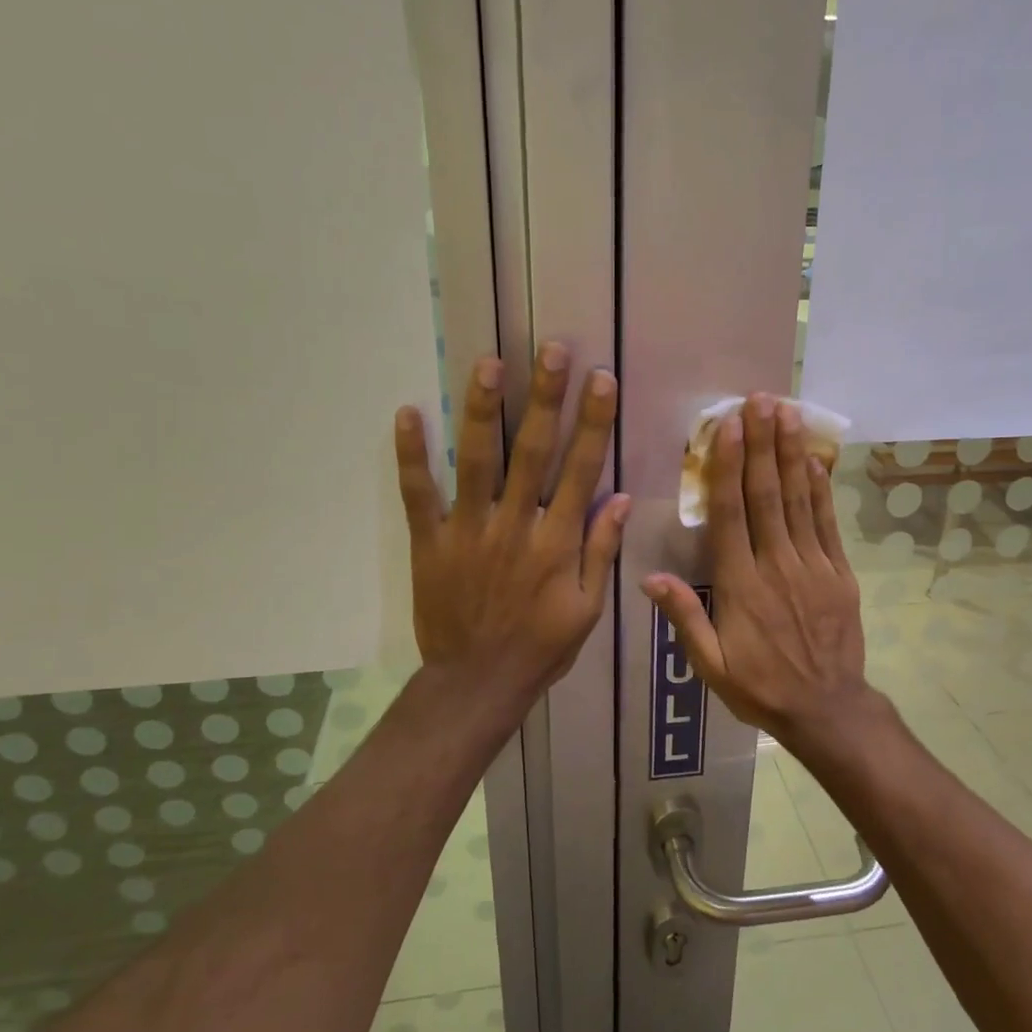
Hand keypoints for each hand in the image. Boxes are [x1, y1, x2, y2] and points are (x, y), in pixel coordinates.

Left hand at [395, 343, 629, 721]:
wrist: (477, 682)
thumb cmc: (540, 647)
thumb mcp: (588, 609)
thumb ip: (602, 551)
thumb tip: (622, 498)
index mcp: (557, 543)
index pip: (581, 470)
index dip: (593, 423)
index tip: (600, 379)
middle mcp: (515, 527)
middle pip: (532, 452)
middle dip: (544, 398)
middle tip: (551, 349)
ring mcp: (468, 532)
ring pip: (477, 462)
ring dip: (482, 410)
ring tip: (487, 363)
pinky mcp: (430, 542)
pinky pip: (418, 494)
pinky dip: (412, 455)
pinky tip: (408, 413)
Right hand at [641, 395, 875, 751]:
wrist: (827, 710)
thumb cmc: (760, 688)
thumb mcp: (711, 665)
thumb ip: (684, 618)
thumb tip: (649, 577)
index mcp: (740, 585)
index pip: (730, 515)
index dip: (728, 467)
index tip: (729, 427)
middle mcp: (776, 565)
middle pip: (766, 495)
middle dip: (762, 444)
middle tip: (760, 401)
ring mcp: (813, 566)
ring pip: (798, 501)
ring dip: (790, 454)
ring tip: (787, 413)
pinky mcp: (839, 573)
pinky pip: (827, 524)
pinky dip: (820, 489)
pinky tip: (814, 460)